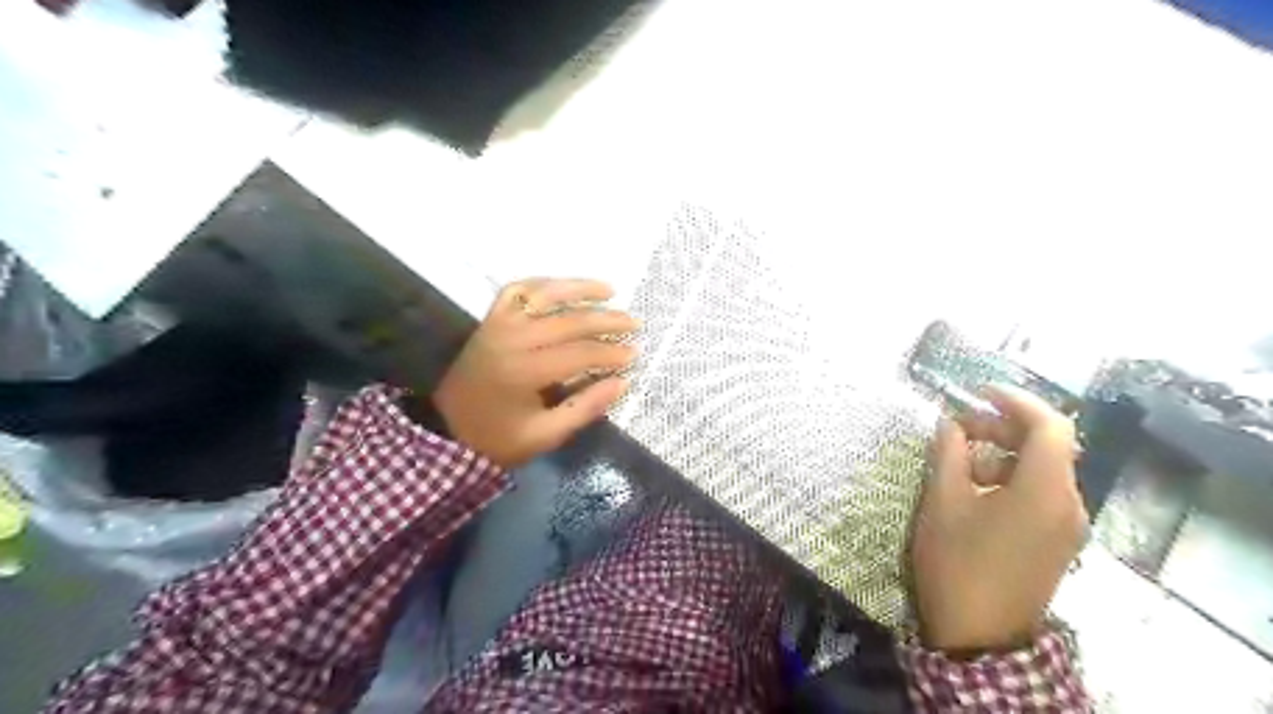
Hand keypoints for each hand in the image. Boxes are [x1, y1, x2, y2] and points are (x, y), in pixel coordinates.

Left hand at [435, 277, 635, 467]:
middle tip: (634, 323)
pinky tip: (563, 287)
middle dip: (607, 320)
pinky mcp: (490, 320)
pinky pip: (517, 290)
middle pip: (569, 320)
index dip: (611, 353)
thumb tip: (622, 382)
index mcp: (524, 372)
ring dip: (579, 288)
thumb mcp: (544, 436)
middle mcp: (512, 339)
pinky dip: (542, 284)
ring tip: (610, 291)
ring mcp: (499, 324)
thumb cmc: (497, 439)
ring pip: (544, 294)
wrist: (446, 431)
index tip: (634, 355)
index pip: (579, 353)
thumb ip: (584, 408)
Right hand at [916, 385, 1083, 652]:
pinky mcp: (1057, 541)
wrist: (978, 636)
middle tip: (959, 427)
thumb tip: (951, 423)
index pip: (1051, 426)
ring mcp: (1066, 525)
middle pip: (1049, 446)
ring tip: (960, 460)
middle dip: (1004, 427)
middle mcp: (1068, 503)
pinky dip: (1012, 477)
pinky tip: (976, 488)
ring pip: (1044, 469)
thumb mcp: (943, 502)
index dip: (1017, 401)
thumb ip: (949, 454)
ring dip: (1005, 453)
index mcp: (1045, 490)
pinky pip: (1042, 493)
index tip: (979, 392)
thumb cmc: (957, 562)